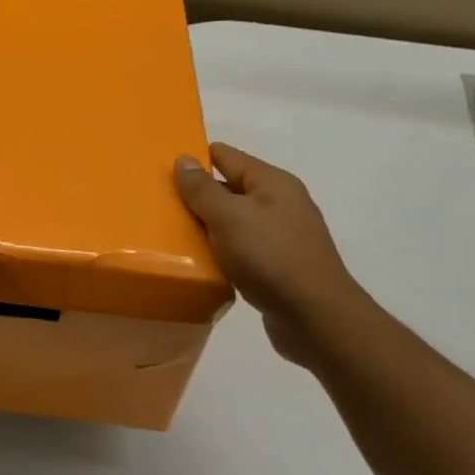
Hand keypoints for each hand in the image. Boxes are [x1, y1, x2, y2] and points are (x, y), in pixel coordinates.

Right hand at [175, 143, 364, 364]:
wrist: (315, 317)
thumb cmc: (271, 257)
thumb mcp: (229, 217)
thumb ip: (203, 189)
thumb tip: (184, 159)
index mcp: (272, 183)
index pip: (228, 156)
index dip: (196, 157)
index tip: (163, 165)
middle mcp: (280, 203)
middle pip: (230, 189)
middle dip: (197, 194)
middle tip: (158, 202)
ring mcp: (281, 236)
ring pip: (234, 221)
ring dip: (207, 226)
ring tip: (170, 232)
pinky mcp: (278, 266)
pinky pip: (240, 249)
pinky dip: (220, 251)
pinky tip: (199, 261)